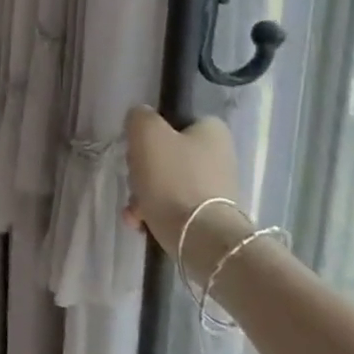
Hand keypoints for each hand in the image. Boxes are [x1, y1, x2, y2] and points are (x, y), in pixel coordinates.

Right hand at [122, 107, 242, 258]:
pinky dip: (154, 211)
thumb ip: (140, 116)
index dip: (151, 129)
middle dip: (143, 166)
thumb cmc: (173, 176)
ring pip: (167, 181)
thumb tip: (141, 119)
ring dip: (144, 192)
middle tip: (133, 175)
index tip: (137, 144)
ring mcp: (216, 189)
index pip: (176, 119)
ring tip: (133, 208)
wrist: (200, 238)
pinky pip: (173, 206)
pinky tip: (140, 222)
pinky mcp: (208, 216)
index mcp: (212, 131)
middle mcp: (220, 157)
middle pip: (168, 152)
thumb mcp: (146, 132)